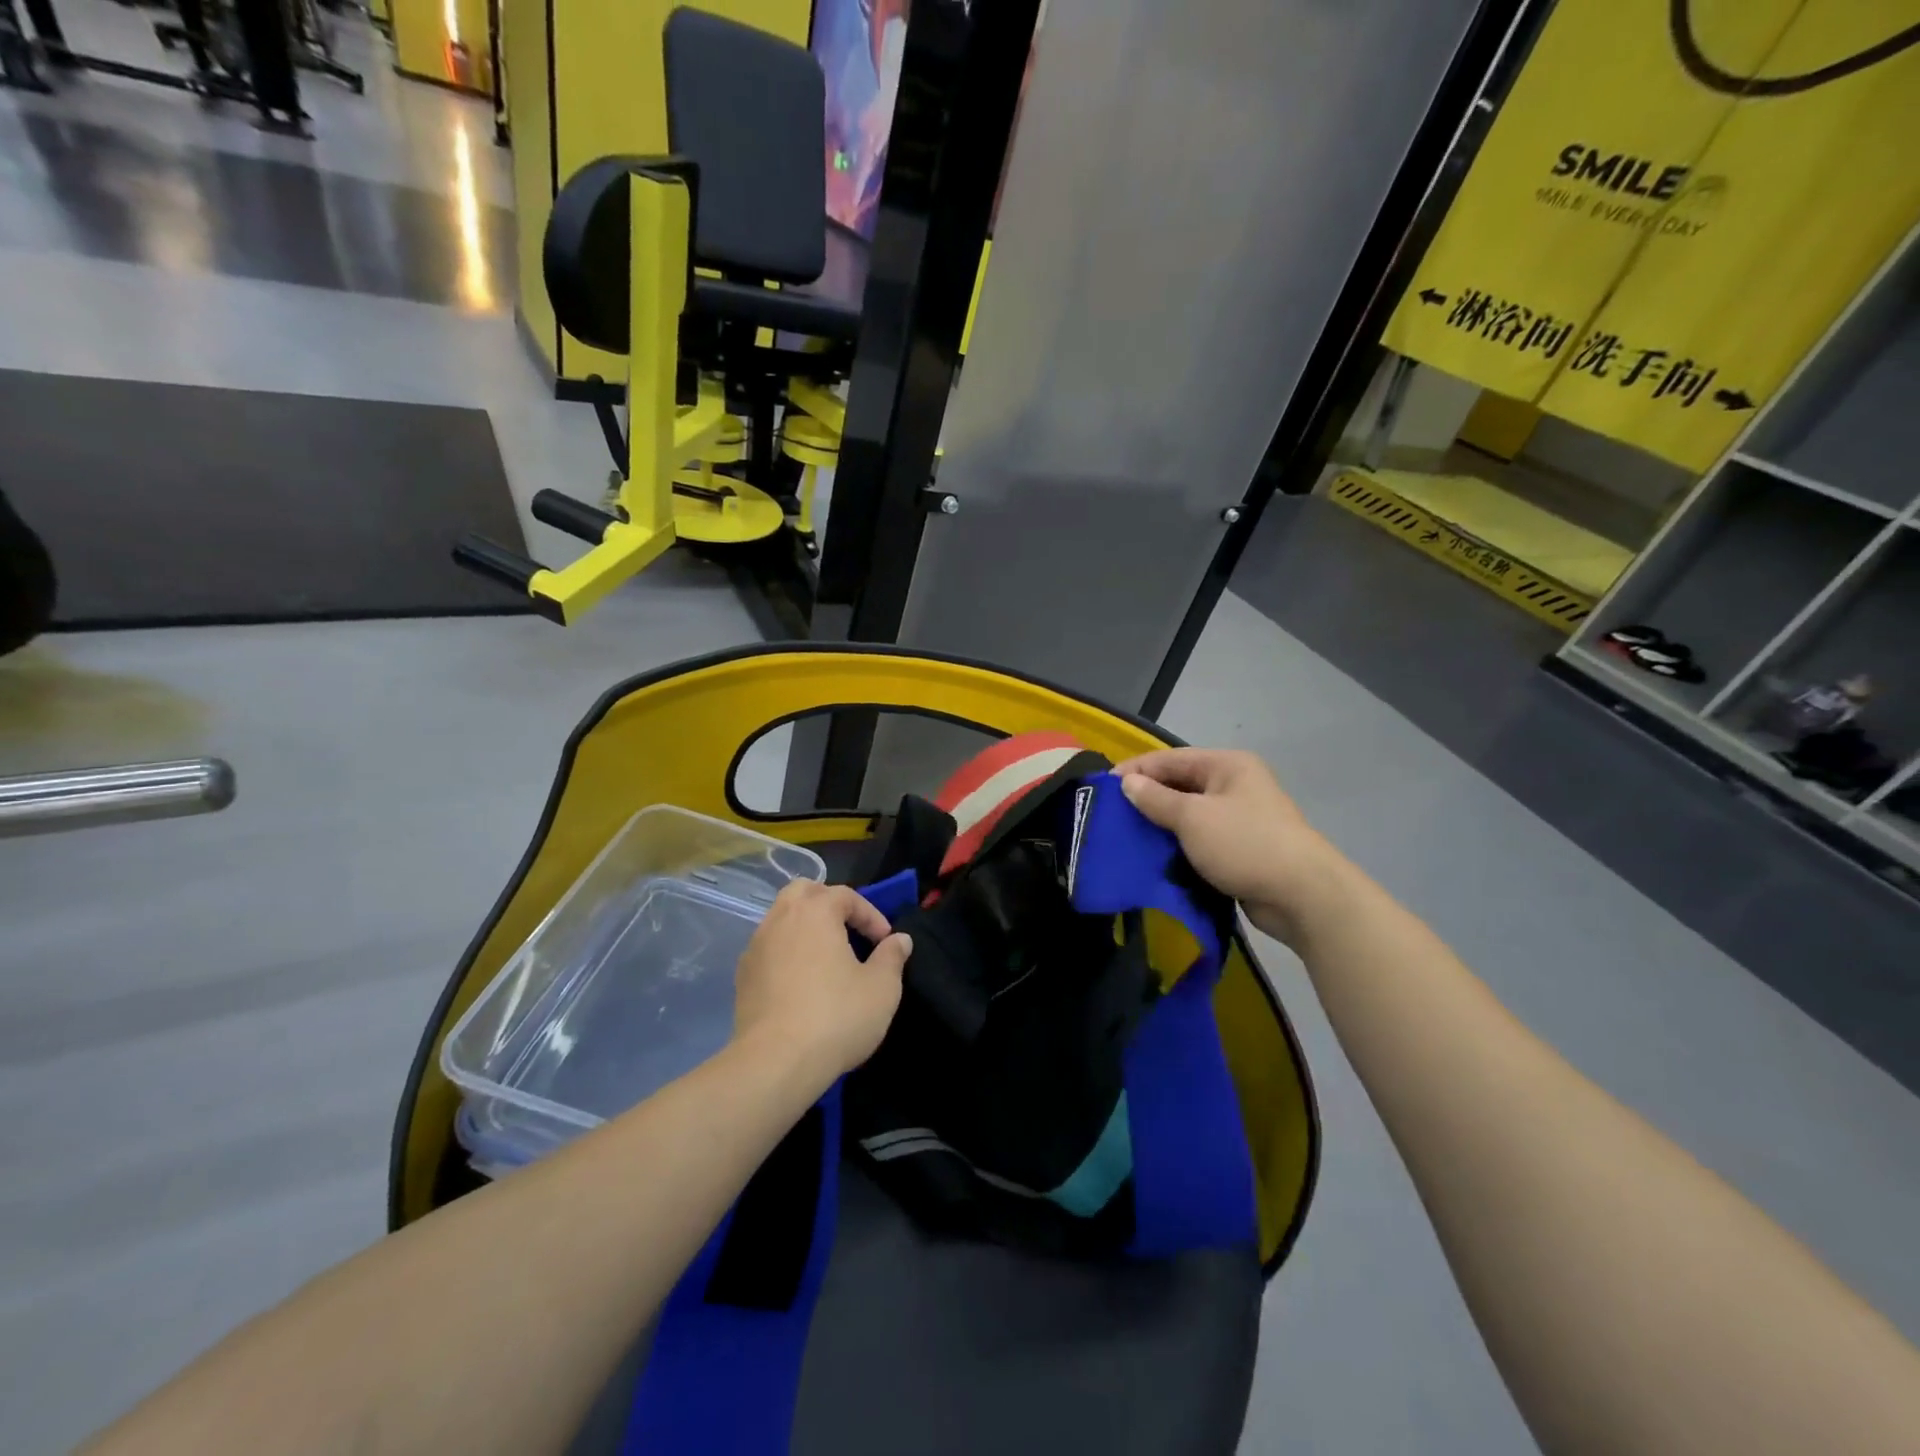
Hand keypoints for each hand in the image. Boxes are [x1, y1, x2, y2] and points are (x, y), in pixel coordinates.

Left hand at [732, 882, 912, 1088]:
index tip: (885, 942)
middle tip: (849, 931)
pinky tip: (801, 981)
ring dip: (805, 928)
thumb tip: (899, 940)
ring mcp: (756, 946)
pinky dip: (787, 952)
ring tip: (826, 956)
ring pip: (781, 918)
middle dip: (829, 904)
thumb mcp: (882, 988)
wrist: (775, 1063)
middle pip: (804, 892)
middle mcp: (781, 919)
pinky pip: (768, 948)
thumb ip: (892, 957)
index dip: (870, 915)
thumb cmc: (836, 1017)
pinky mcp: (742, 976)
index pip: (846, 895)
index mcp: (815, 912)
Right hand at [1114, 748, 1344, 948]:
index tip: (1102, 788)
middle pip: (1179, 784)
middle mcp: (1234, 785)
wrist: (1302, 895)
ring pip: (1187, 814)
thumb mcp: (1193, 818)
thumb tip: (1127, 783)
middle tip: (1110, 815)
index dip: (1135, 771)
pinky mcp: (1239, 847)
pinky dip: (1176, 844)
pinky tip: (1151, 856)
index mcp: (1227, 765)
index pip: (1169, 759)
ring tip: (1124, 837)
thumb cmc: (1245, 844)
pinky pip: (1198, 839)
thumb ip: (1156, 799)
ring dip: (1159, 824)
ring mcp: (1239, 817)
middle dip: (1145, 798)